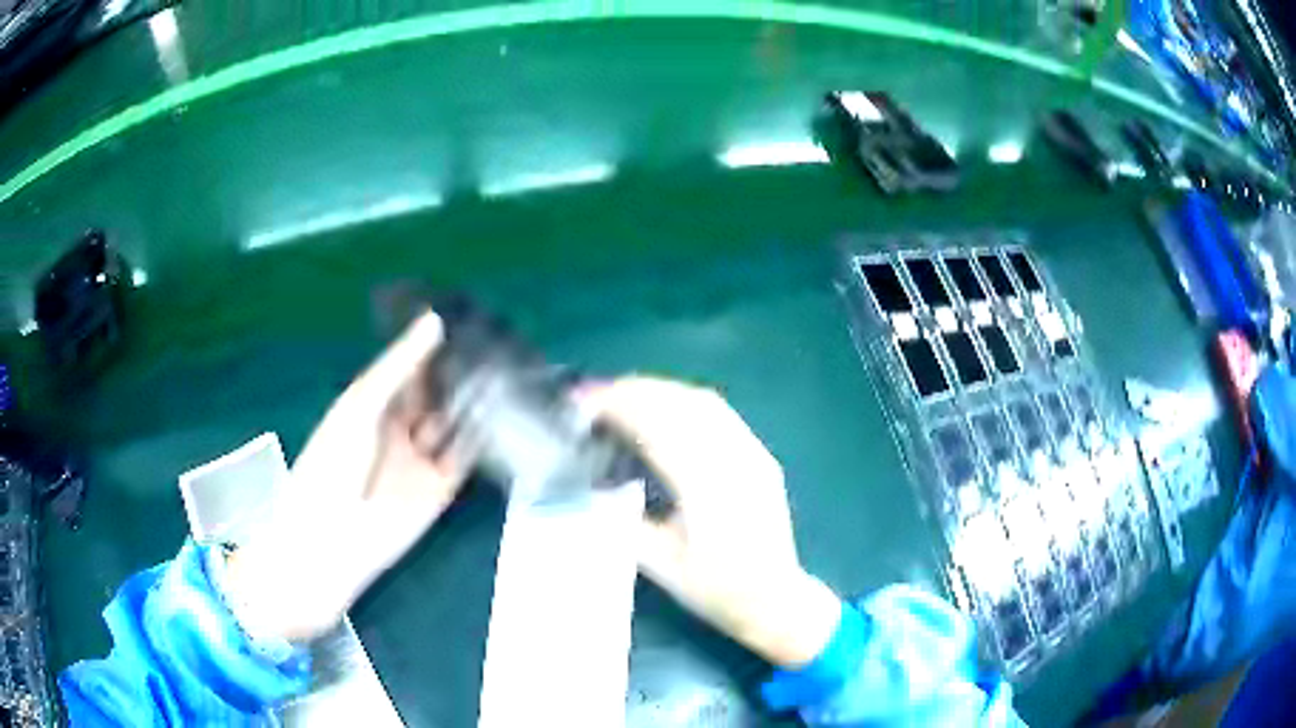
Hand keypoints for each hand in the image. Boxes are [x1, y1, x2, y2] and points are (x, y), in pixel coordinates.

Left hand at [226, 312, 472, 641]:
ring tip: (508, 367)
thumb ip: (400, 366)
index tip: (466, 315)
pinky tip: (504, 411)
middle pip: (435, 393)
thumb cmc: (334, 461)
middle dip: (459, 371)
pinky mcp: (443, 486)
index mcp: (373, 404)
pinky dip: (483, 436)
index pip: (409, 367)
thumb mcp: (361, 405)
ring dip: (474, 401)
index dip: (432, 346)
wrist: (335, 536)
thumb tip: (435, 319)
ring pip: (453, 422)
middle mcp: (400, 427)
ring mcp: (422, 458)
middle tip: (498, 337)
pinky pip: (466, 455)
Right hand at [583, 376, 842, 667]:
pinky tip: (665, 408)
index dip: (619, 405)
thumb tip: (593, 485)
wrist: (775, 599)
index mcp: (706, 488)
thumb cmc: (715, 589)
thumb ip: (625, 521)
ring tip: (623, 394)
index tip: (585, 402)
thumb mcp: (659, 563)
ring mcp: (752, 454)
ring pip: (704, 402)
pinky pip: (721, 414)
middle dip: (635, 390)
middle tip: (595, 394)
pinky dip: (685, 401)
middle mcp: (734, 461)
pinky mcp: (760, 456)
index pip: (658, 426)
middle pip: (681, 403)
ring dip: (659, 390)